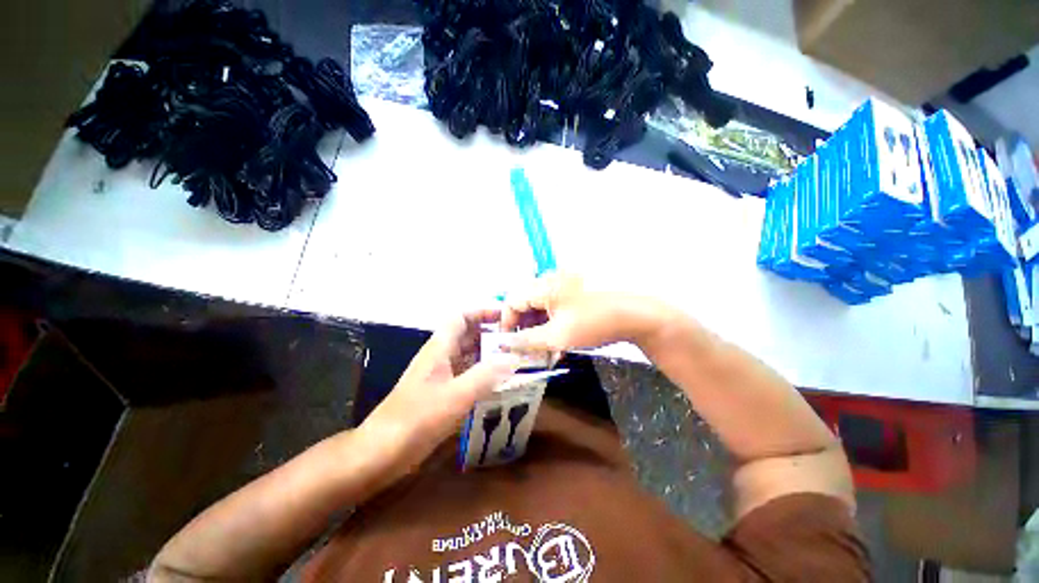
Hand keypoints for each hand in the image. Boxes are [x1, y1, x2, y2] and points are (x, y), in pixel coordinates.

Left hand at [363, 309, 522, 469]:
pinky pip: (466, 374)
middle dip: (491, 333)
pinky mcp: (441, 392)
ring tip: (514, 358)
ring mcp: (440, 374)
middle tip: (517, 340)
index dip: (482, 312)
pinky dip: (482, 373)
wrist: (381, 452)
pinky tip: (498, 383)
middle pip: (467, 334)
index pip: (461, 317)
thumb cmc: (416, 419)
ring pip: (468, 354)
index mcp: (440, 348)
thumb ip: (486, 375)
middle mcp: (440, 356)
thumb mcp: (456, 396)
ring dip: (488, 354)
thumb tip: (514, 357)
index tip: (506, 317)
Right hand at [499, 273, 669, 351]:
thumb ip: (528, 340)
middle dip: (523, 325)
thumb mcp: (558, 336)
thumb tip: (505, 345)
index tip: (509, 343)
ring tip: (545, 345)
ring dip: (539, 325)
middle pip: (526, 301)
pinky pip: (557, 303)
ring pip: (542, 304)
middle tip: (527, 347)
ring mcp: (568, 282)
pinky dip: (553, 320)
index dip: (506, 322)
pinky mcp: (579, 288)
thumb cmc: (595, 322)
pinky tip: (561, 335)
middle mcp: (553, 278)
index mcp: (544, 285)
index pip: (512, 300)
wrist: (640, 313)